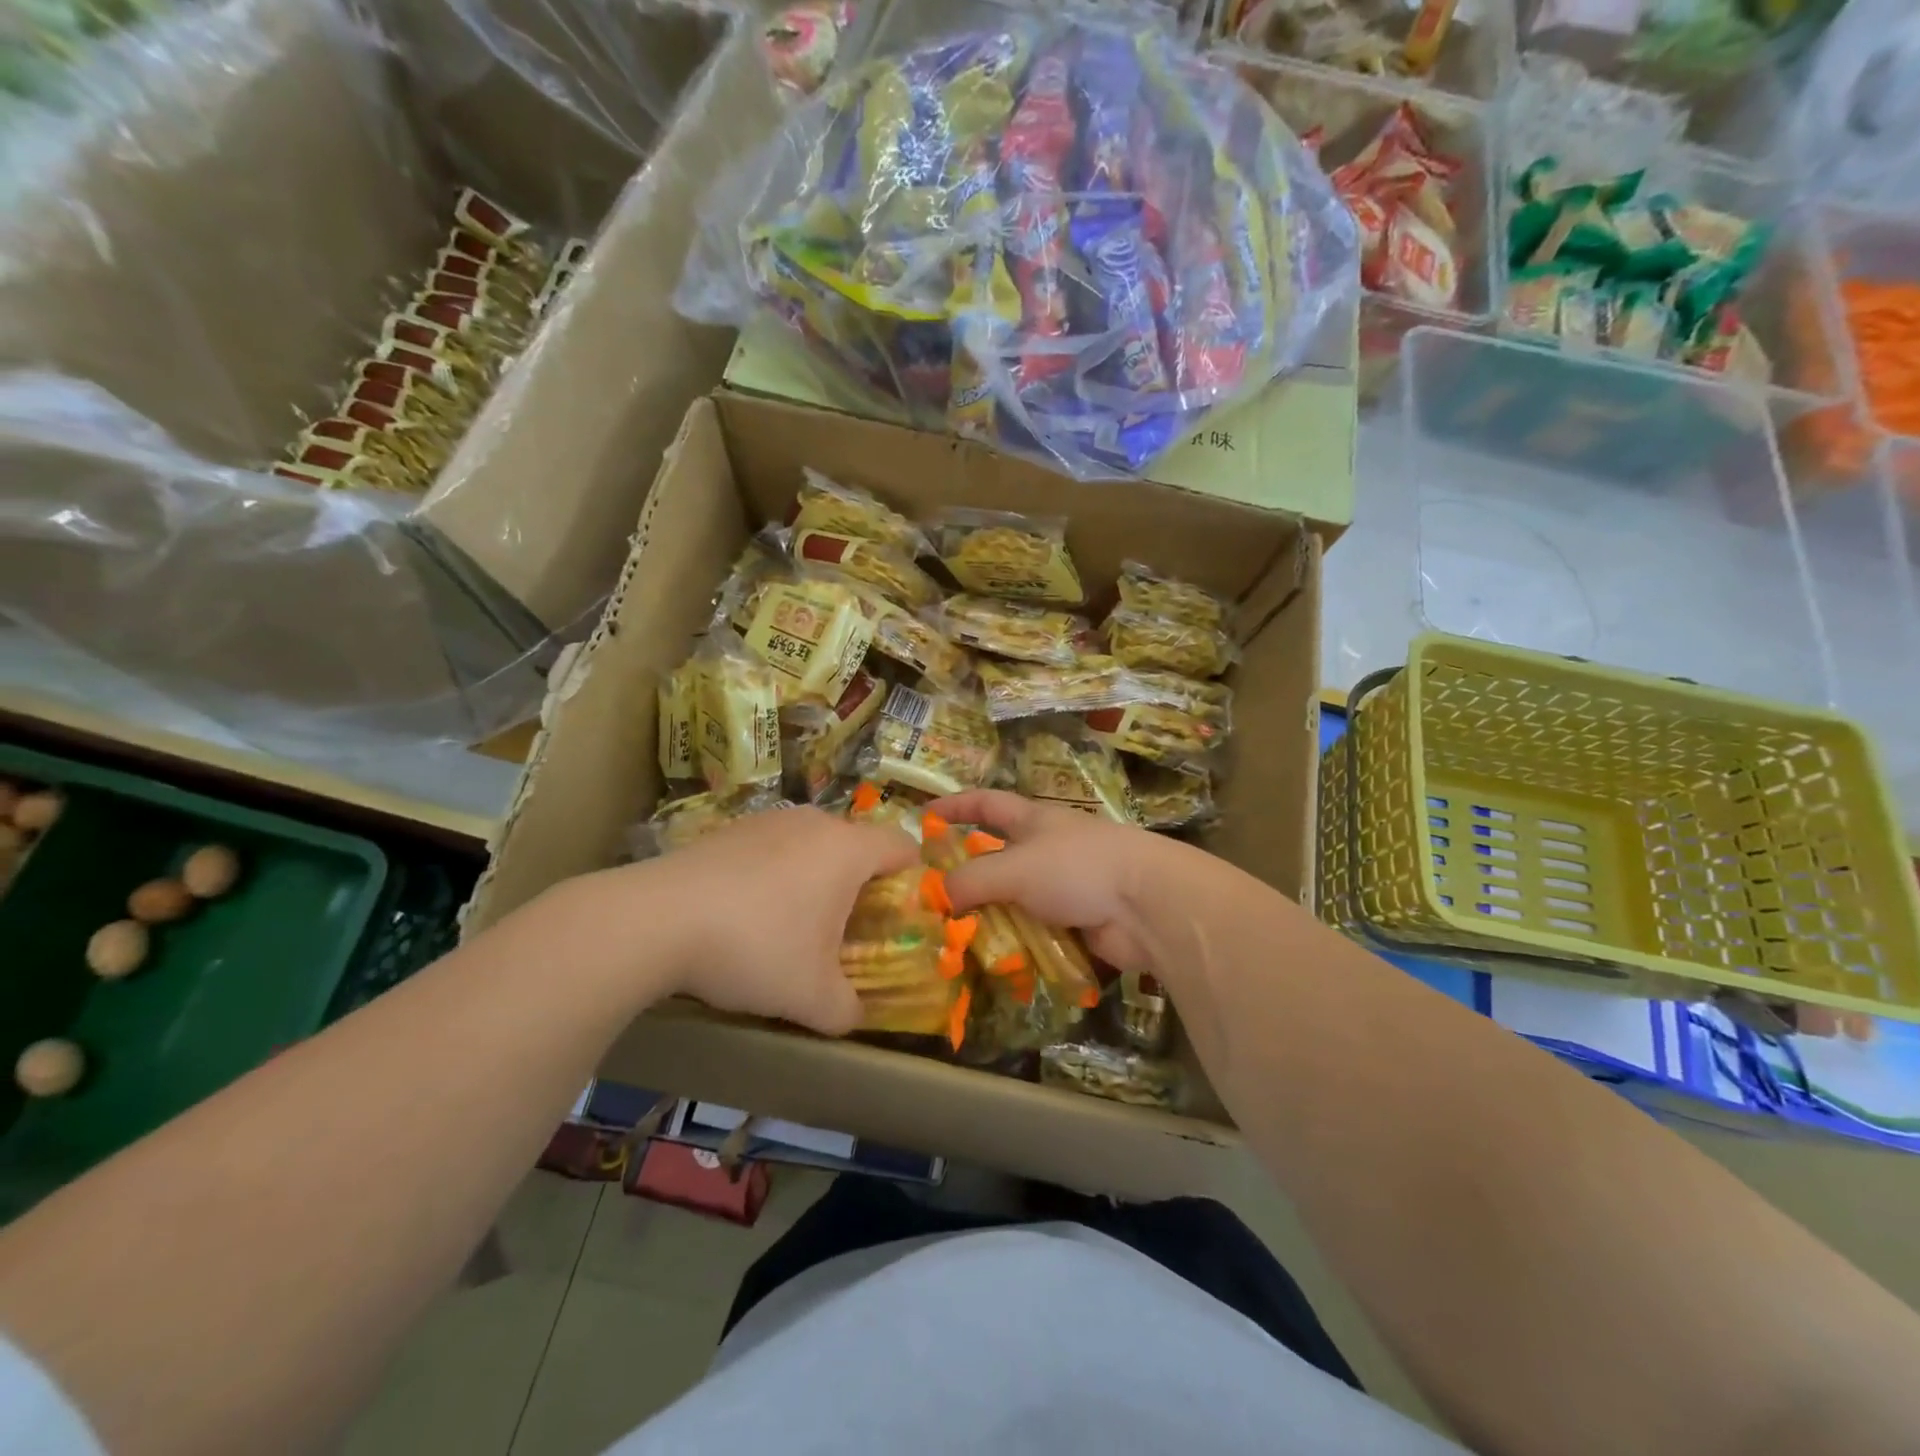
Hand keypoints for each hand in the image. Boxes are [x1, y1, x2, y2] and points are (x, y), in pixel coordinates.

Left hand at [643, 806, 919, 1034]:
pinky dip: (771, 875)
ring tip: (788, 925)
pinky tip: (743, 915)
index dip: (911, 878)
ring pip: (809, 846)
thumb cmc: (755, 949)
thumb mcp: (812, 998)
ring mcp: (766, 821)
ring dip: (812, 879)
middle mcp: (812, 823)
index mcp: (847, 850)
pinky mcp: (727, 830)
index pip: (901, 845)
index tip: (897, 915)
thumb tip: (854, 1016)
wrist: (655, 920)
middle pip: (854, 845)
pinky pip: (769, 849)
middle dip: (857, 885)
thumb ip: (847, 1010)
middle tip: (843, 930)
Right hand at [930, 790, 1187, 976]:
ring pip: (1013, 899)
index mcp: (1032, 821)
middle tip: (930, 898)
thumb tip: (935, 897)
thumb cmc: (1077, 868)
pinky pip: (1035, 931)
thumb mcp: (1014, 867)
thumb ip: (970, 880)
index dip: (955, 805)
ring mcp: (1063, 886)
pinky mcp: (1077, 921)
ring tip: (952, 939)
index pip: (986, 803)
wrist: (1147, 905)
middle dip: (966, 874)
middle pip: (997, 856)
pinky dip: (1015, 943)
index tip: (924, 814)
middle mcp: (1046, 849)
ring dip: (988, 916)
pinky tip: (992, 962)